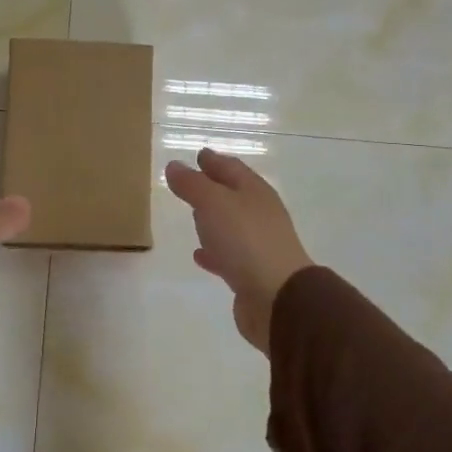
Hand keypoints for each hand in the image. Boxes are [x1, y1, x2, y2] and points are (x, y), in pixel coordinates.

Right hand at [164, 148, 313, 352]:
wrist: (277, 297)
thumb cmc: (245, 240)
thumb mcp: (213, 204)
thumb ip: (192, 184)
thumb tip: (174, 165)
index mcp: (255, 192)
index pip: (232, 168)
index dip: (214, 160)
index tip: (198, 154)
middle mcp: (260, 214)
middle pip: (234, 194)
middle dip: (214, 187)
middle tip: (191, 183)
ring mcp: (258, 244)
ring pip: (231, 224)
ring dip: (213, 219)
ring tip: (192, 216)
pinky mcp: (251, 273)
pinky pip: (227, 255)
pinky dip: (213, 251)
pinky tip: (199, 255)